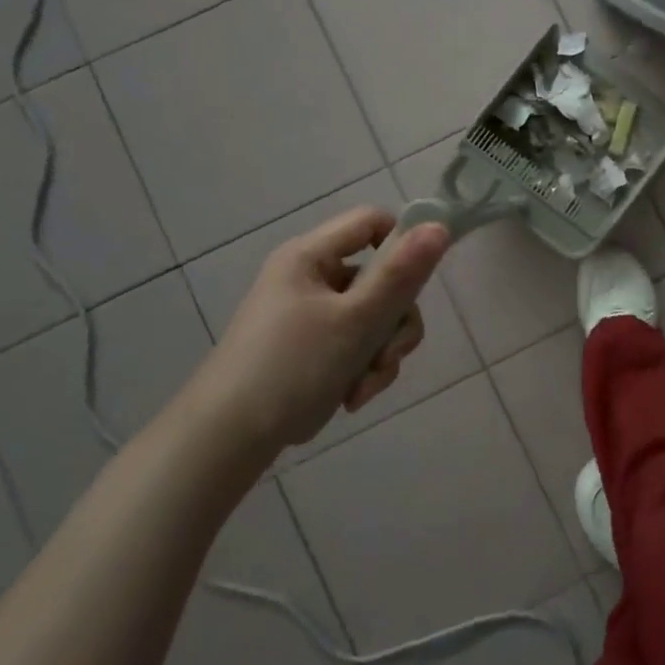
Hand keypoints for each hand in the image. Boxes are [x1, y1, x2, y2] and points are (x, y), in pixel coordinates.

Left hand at [193, 209, 450, 461]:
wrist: (225, 442)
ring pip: (373, 316)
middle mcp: (309, 277)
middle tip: (389, 355)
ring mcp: (308, 314)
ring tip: (364, 387)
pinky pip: (355, 343)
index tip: (420, 282)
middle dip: (393, 321)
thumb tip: (439, 225)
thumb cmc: (291, 369)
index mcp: (310, 256)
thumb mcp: (356, 321)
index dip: (403, 243)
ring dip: (381, 352)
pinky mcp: (309, 348)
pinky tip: (352, 397)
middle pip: (379, 277)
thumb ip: (400, 274)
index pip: (371, 222)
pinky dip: (362, 368)